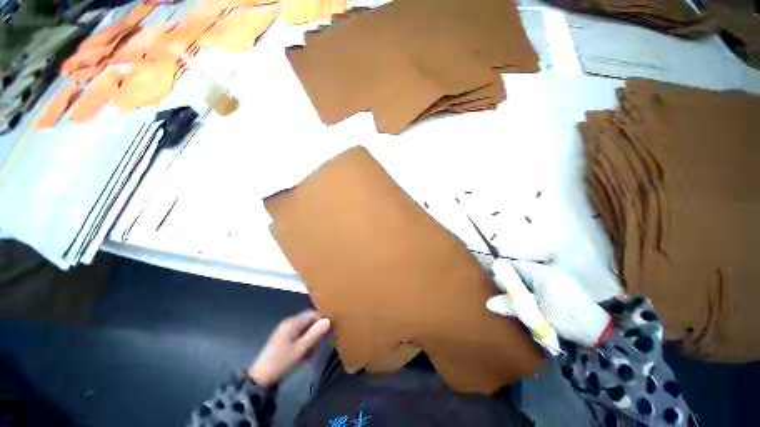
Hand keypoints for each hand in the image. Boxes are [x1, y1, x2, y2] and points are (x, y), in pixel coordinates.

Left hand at [247, 310, 330, 385]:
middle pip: (308, 319)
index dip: (323, 319)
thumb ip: (315, 334)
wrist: (260, 379)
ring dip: (311, 335)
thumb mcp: (300, 350)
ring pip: (304, 327)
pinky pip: (298, 333)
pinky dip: (304, 340)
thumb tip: (328, 320)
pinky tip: (305, 352)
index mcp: (292, 323)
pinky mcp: (282, 338)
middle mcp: (288, 322)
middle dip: (317, 328)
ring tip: (314, 349)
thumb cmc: (281, 362)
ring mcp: (284, 330)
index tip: (332, 328)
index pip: (312, 313)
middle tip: (323, 341)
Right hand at [488, 261, 610, 347]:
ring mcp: (555, 281)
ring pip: (528, 281)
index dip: (502, 272)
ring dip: (519, 290)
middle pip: (520, 273)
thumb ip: (510, 304)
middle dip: (510, 283)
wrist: (597, 332)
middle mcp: (547, 272)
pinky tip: (528, 305)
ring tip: (513, 302)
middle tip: (501, 295)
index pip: (514, 266)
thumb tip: (488, 303)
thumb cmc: (563, 316)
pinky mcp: (561, 291)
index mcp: (540, 272)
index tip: (493, 283)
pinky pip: (538, 287)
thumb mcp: (533, 312)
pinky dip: (530, 294)